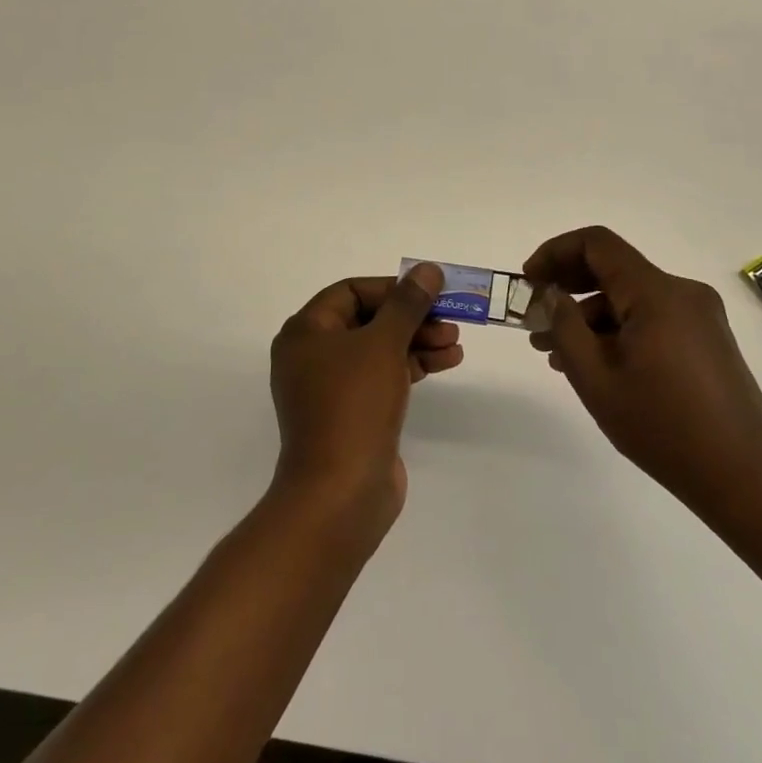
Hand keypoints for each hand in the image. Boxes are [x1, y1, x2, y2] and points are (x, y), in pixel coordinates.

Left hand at [268, 264, 462, 542]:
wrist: (340, 493)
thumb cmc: (354, 404)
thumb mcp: (383, 344)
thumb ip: (407, 303)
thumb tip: (427, 269)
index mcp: (306, 332)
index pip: (351, 291)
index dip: (393, 288)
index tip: (430, 292)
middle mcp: (313, 355)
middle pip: (368, 319)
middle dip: (411, 317)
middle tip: (451, 319)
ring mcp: (332, 388)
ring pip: (380, 349)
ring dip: (418, 341)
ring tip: (455, 344)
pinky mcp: (352, 414)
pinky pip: (383, 376)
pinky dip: (412, 366)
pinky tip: (446, 362)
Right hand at [524, 226, 761, 522]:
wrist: (744, 476)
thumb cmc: (663, 427)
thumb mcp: (597, 380)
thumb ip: (566, 328)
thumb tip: (552, 295)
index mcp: (656, 293)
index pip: (597, 244)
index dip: (555, 253)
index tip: (529, 282)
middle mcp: (682, 292)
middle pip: (614, 268)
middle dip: (568, 287)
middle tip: (535, 318)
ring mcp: (699, 315)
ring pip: (631, 298)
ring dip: (591, 316)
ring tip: (556, 354)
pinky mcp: (707, 338)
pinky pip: (652, 317)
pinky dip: (619, 330)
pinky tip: (596, 363)